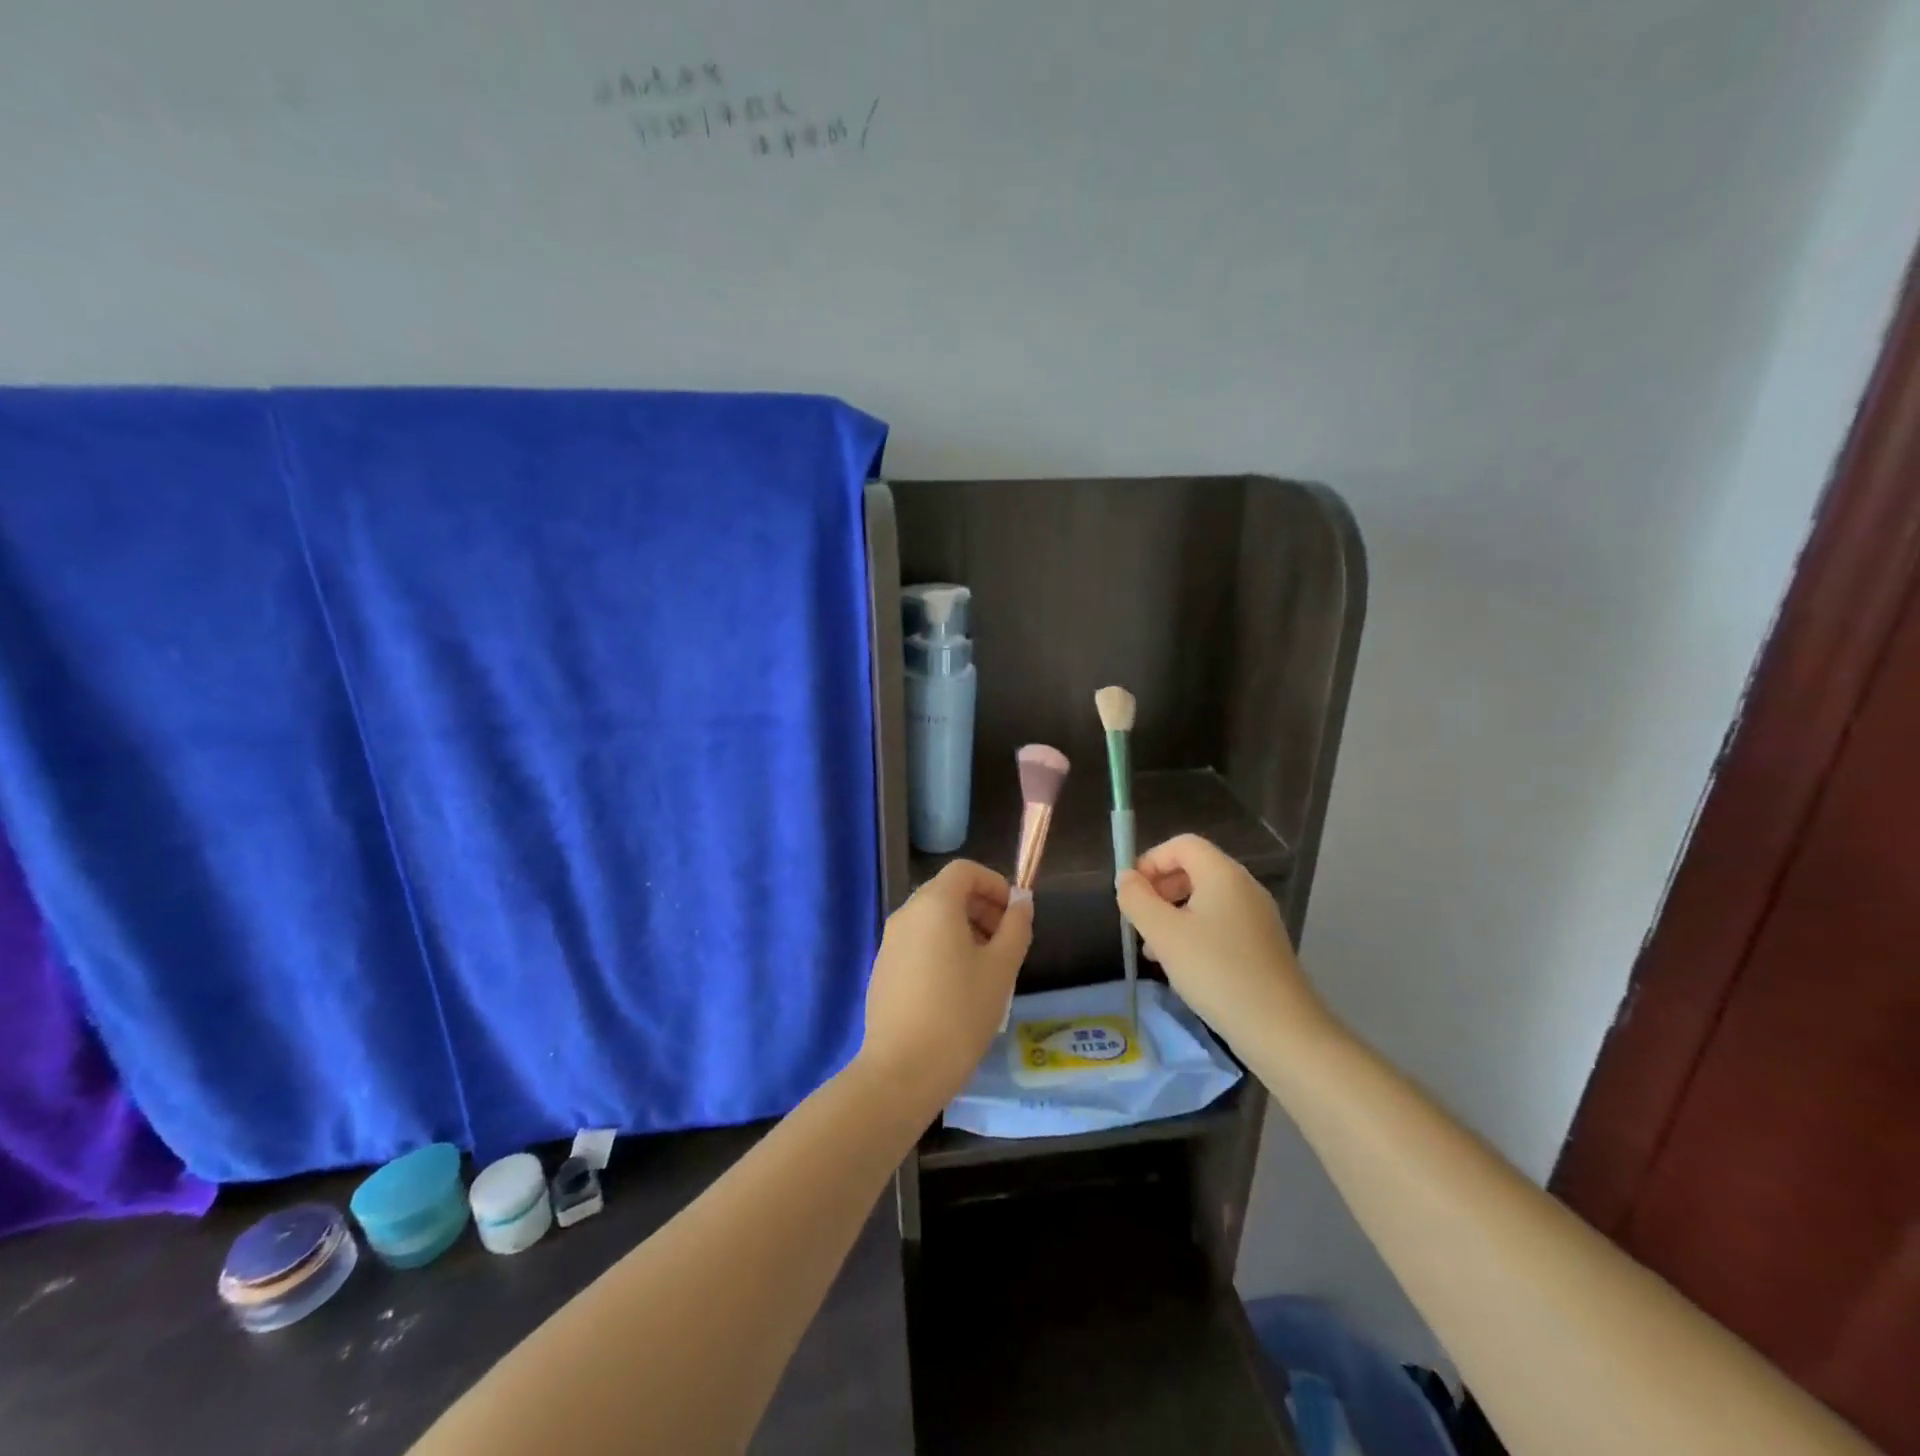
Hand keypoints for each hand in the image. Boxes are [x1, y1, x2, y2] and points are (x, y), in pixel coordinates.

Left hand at [856, 860, 1032, 1114]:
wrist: (902, 1070)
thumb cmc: (960, 1012)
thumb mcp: (1002, 968)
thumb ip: (1016, 926)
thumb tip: (1021, 901)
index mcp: (934, 904)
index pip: (965, 871)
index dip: (994, 883)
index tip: (1014, 915)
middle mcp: (906, 914)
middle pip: (947, 892)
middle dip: (981, 908)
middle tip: (1006, 943)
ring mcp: (889, 942)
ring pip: (932, 919)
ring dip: (963, 930)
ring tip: (986, 969)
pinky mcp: (882, 969)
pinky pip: (917, 943)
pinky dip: (941, 949)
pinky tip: (956, 989)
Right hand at [1116, 834, 1329, 1050]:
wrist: (1280, 1029)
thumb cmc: (1216, 972)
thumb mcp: (1163, 934)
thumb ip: (1137, 900)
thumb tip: (1126, 878)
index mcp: (1223, 874)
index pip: (1182, 844)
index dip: (1151, 860)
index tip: (1131, 893)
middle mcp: (1244, 887)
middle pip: (1194, 868)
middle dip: (1160, 888)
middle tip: (1139, 920)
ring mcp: (1257, 916)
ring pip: (1205, 899)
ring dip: (1174, 913)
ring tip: (1154, 949)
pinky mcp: (1262, 944)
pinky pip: (1220, 923)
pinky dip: (1195, 932)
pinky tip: (1182, 966)